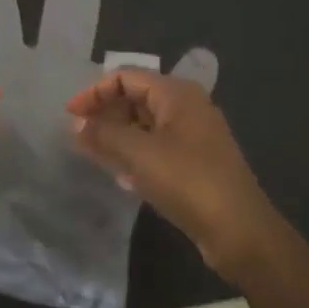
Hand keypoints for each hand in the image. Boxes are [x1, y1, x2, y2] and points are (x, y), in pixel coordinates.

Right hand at [66, 69, 288, 279]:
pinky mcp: (196, 162)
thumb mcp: (138, 154)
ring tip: (92, 152)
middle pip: (137, 97)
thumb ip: (103, 134)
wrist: (239, 230)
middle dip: (105, 112)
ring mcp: (195, 136)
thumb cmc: (187, 181)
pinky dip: (135, 153)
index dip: (94, 92)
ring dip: (117, 134)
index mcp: (177, 94)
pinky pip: (157, 147)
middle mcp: (188, 107)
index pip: (126, 77)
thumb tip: (76, 123)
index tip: (69, 116)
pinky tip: (120, 174)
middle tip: (78, 134)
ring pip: (146, 124)